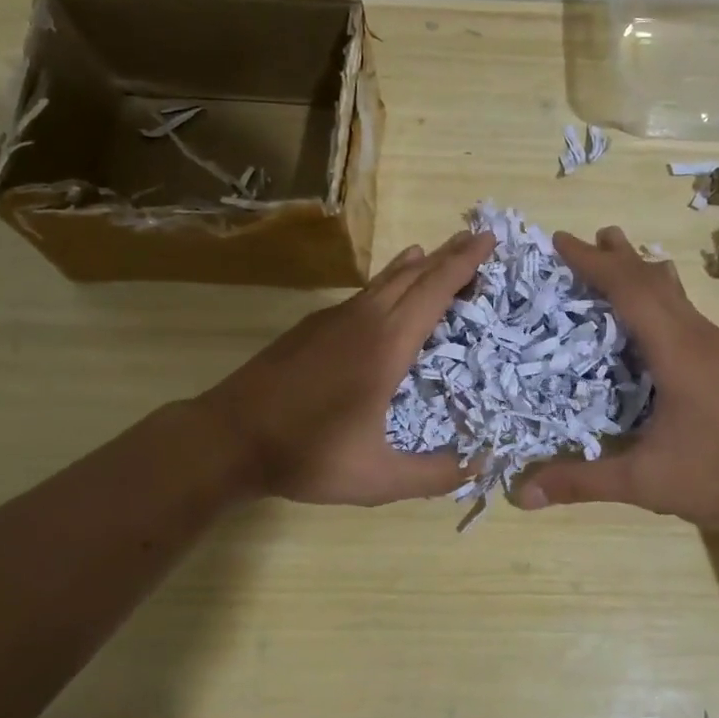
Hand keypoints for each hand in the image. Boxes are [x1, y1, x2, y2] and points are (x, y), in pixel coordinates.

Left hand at [195, 229, 497, 504]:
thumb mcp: (377, 478)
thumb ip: (433, 475)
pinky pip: (363, 293)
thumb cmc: (307, 454)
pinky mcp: (312, 327)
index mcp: (385, 346)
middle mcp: (363, 320)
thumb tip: (480, 466)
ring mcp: (333, 320)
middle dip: (449, 255)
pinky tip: (387, 290)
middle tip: (478, 240)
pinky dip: (388, 283)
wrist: (229, 436)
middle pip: (413, 276)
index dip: (464, 263)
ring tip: (439, 254)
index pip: (434, 292)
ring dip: (418, 266)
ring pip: (385, 281)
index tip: (489, 238)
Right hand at [512, 227, 718, 535]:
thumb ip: (582, 482)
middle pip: (652, 279)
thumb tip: (522, 496)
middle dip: (616, 256)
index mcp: (676, 350)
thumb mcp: (645, 482)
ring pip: (673, 292)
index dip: (592, 263)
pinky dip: (657, 295)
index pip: (628, 290)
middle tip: (583, 238)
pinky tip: (652, 314)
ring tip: (616, 257)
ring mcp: (717, 347)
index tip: (560, 240)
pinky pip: (684, 310)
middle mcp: (697, 336)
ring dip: (640, 271)